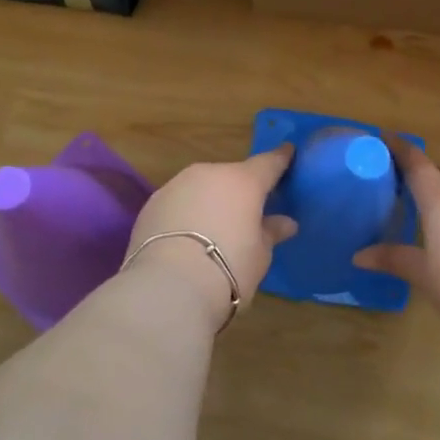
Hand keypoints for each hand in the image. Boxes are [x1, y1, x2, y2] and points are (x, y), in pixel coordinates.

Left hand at [122, 145, 297, 323]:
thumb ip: (270, 232)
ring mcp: (176, 185)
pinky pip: (178, 203)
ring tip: (213, 231)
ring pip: (201, 188)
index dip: (281, 159)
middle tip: (246, 213)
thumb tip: (285, 223)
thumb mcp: (259, 255)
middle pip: (231, 176)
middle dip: (240, 190)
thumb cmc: (228, 269)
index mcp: (243, 181)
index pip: (268, 163)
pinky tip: (186, 240)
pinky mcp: (151, 204)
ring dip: (210, 201)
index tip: (288, 151)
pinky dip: (186, 215)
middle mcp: (209, 174)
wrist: (168, 287)